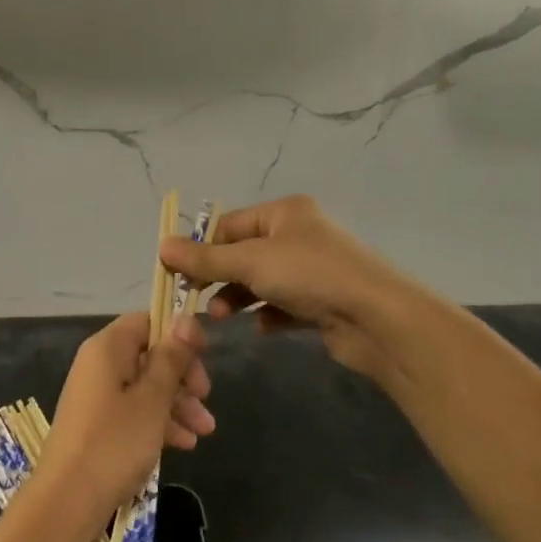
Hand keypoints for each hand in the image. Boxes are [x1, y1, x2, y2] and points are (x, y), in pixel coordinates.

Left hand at [39, 312, 214, 515]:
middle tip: (206, 401)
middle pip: (148, 354)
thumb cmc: (114, 443)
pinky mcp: (97, 423)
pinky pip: (133, 410)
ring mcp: (96, 394)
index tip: (205, 359)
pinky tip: (184, 444)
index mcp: (108, 348)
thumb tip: (186, 318)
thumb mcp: (152, 399)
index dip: (178, 335)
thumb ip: (171, 359)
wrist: (68, 500)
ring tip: (204, 432)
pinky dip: (158, 421)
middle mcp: (99, 364)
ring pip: (144, 386)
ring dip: (176, 404)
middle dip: (182, 377)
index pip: (147, 321)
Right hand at [158, 195, 443, 377]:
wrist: (379, 319)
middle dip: (219, 277)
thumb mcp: (250, 262)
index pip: (229, 225)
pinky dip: (268, 315)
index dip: (201, 248)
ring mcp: (313, 269)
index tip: (177, 273)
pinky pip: (283, 305)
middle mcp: (299, 235)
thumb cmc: (311, 275)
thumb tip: (161, 246)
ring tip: (222, 319)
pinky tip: (261, 329)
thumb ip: (205, 258)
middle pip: (243, 253)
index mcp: (284, 213)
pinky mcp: (323, 302)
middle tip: (195, 299)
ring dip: (238, 298)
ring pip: (261, 281)